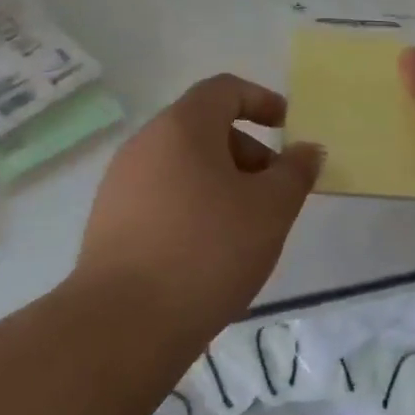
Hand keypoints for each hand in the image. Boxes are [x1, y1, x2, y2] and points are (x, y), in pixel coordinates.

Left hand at [75, 74, 324, 338]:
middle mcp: (146, 143)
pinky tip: (208, 250)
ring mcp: (121, 183)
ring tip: (245, 227)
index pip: (224, 89)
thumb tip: (306, 150)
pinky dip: (192, 205)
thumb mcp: (271, 209)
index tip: (287, 127)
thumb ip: (295, 172)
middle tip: (274, 192)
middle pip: (204, 127)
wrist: (123, 325)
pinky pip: (162, 195)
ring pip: (183, 164)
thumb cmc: (207, 250)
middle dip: (247, 151)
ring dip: (221, 181)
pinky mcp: (109, 221)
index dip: (261, 100)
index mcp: (182, 126)